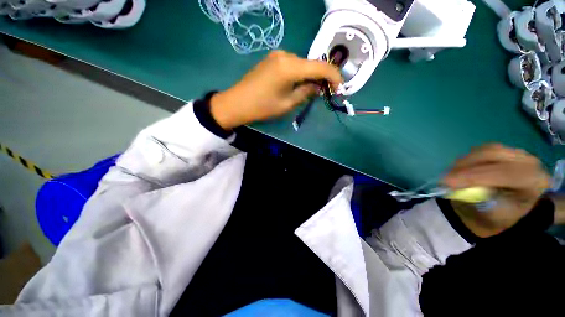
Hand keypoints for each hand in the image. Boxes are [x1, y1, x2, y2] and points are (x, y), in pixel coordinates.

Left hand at [210, 50, 342, 129]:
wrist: (237, 103)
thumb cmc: (263, 107)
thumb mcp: (288, 103)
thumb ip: (306, 92)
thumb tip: (318, 87)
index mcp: (290, 66)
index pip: (320, 66)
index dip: (334, 76)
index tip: (340, 88)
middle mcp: (286, 55)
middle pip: (311, 64)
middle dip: (322, 77)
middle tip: (326, 92)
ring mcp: (277, 55)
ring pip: (302, 65)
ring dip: (310, 76)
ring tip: (312, 90)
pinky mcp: (272, 59)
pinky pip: (292, 65)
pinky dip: (300, 74)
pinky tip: (299, 84)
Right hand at [443, 144, 550, 237]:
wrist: (501, 210)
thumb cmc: (496, 216)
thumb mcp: (489, 214)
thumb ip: (479, 201)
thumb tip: (460, 189)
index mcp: (534, 181)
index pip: (504, 173)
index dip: (474, 176)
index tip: (447, 183)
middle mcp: (529, 162)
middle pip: (494, 155)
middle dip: (465, 166)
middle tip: (444, 179)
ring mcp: (516, 153)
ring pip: (485, 150)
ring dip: (463, 163)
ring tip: (450, 176)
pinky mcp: (503, 150)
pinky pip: (480, 150)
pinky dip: (466, 159)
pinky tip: (460, 171)